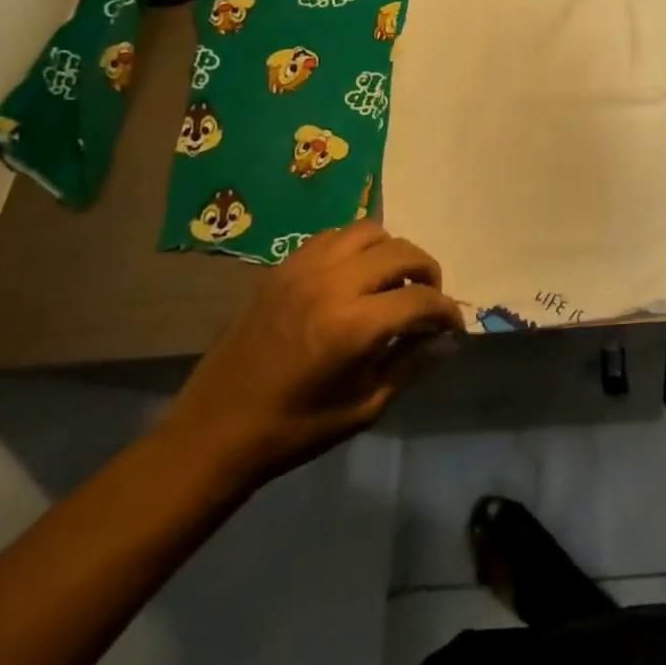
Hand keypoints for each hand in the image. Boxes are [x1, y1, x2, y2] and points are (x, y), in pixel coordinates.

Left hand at [158, 221, 463, 484]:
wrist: (213, 433)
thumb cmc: (293, 430)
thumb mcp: (363, 407)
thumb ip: (410, 365)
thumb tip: (448, 342)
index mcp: (353, 326)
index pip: (421, 300)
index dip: (446, 312)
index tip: (452, 327)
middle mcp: (332, 284)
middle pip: (401, 252)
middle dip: (427, 272)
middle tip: (428, 300)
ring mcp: (303, 270)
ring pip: (368, 231)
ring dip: (392, 252)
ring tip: (392, 281)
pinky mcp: (282, 268)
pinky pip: (333, 237)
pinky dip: (355, 248)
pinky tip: (354, 276)